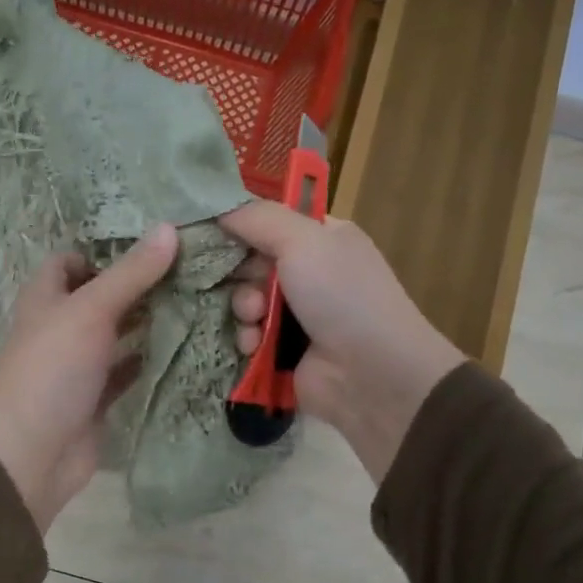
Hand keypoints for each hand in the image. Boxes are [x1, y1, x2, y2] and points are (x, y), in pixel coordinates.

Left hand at [0, 224, 179, 531]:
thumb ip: (130, 273)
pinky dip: (148, 359)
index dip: (103, 249)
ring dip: (146, 320)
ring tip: (195, 299)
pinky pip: (125, 370)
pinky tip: (184, 345)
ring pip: (115, 332)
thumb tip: (169, 228)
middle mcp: (60, 326)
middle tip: (188, 269)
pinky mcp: (95, 396)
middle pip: (100, 295)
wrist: (33, 453)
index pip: (70, 260)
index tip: (151, 243)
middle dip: (137, 283)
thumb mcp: (90, 311)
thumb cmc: (53, 369)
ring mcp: (77, 363)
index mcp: (46, 298)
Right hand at [220, 201, 464, 481]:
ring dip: (242, 309)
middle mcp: (309, 273)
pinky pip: (247, 337)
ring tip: (255, 319)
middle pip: (249, 262)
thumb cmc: (342, 295)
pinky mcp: (282, 352)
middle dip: (239, 273)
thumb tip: (217, 208)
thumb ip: (257, 217)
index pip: (268, 222)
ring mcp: (296, 315)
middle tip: (242, 282)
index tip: (209, 231)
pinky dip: (247, 340)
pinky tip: (255, 346)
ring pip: (244, 301)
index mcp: (321, 238)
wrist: (372, 374)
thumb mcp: (303, 239)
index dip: (239, 226)